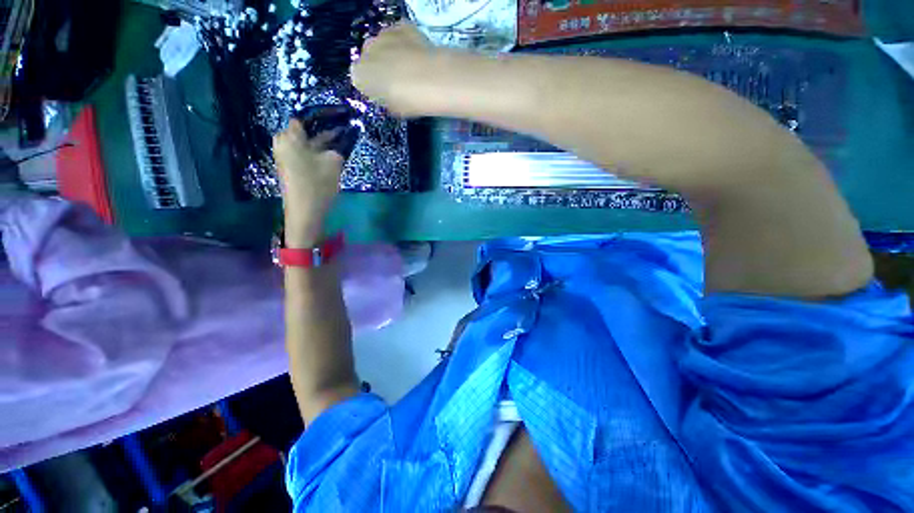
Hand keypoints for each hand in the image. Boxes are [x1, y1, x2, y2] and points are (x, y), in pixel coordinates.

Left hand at [273, 120, 343, 246]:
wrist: (305, 212)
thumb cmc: (317, 184)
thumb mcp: (334, 163)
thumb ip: (339, 147)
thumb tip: (346, 137)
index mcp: (290, 136)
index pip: (306, 117)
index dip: (324, 116)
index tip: (340, 117)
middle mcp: (283, 142)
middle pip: (306, 130)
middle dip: (325, 129)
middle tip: (344, 129)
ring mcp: (285, 155)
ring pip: (306, 142)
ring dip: (323, 141)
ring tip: (342, 141)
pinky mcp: (290, 166)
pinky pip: (304, 152)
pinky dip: (317, 151)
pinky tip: (332, 154)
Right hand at [352, 22, 439, 115]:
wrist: (433, 79)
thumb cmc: (412, 100)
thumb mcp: (395, 108)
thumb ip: (385, 99)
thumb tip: (388, 96)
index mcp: (360, 75)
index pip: (359, 80)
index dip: (372, 86)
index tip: (382, 93)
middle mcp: (366, 51)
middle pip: (369, 58)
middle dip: (380, 68)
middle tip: (396, 81)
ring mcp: (383, 35)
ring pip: (382, 44)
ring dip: (392, 54)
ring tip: (408, 69)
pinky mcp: (401, 26)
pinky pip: (399, 35)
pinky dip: (405, 43)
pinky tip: (416, 56)